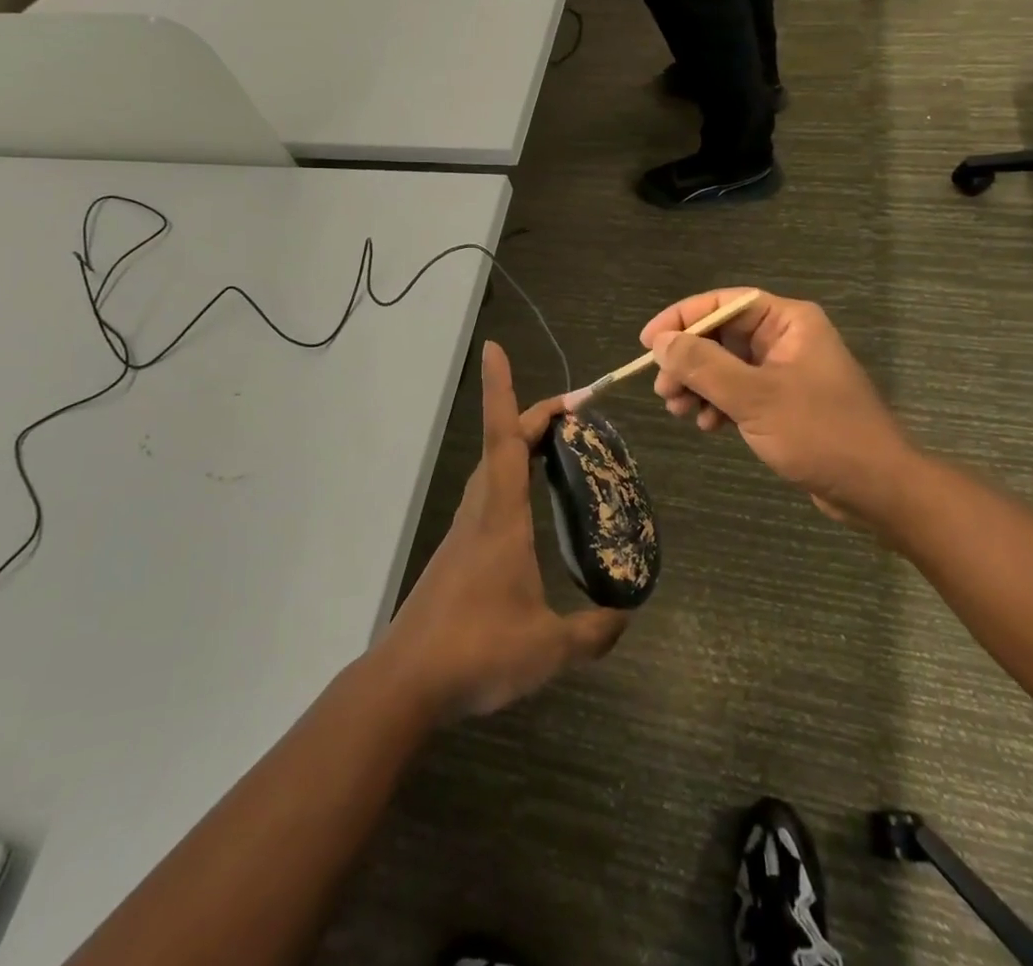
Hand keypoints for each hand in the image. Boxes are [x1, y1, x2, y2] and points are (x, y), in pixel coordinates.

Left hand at [379, 342, 627, 717]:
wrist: (407, 682)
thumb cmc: (477, 651)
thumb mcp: (549, 648)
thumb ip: (593, 632)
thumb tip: (625, 617)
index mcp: (501, 515)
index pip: (503, 437)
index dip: (500, 390)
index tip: (494, 349)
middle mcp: (479, 510)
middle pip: (502, 444)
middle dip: (534, 418)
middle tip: (575, 414)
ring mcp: (464, 531)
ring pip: (493, 470)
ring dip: (520, 447)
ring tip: (560, 451)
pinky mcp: (457, 553)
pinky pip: (488, 496)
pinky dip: (511, 480)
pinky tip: (530, 509)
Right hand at [642, 290, 922, 528]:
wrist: (877, 489)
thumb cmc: (820, 433)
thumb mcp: (755, 397)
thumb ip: (704, 365)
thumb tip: (660, 341)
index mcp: (788, 321)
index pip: (723, 303)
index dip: (682, 318)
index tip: (648, 342)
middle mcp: (785, 338)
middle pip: (720, 335)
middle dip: (688, 360)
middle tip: (663, 390)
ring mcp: (784, 371)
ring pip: (725, 365)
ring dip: (698, 385)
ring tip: (680, 411)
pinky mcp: (782, 402)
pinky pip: (738, 391)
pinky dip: (718, 404)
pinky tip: (708, 426)